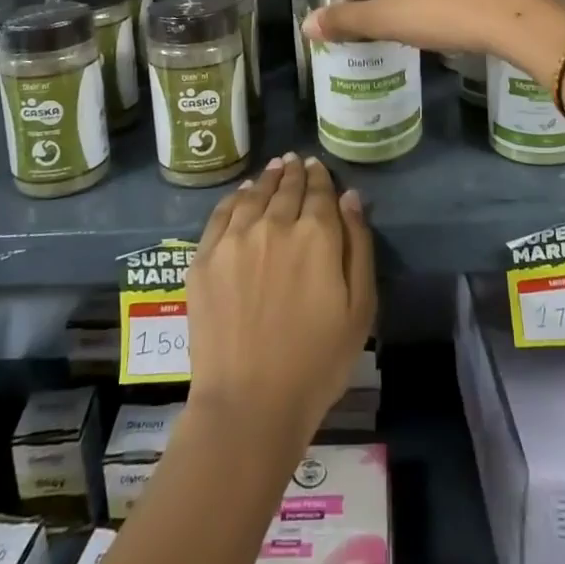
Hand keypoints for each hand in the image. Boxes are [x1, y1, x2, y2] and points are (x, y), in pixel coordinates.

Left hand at [186, 153, 375, 448]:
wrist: (249, 402)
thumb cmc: (317, 362)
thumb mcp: (359, 308)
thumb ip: (358, 246)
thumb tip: (350, 197)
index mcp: (316, 234)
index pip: (319, 191)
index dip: (320, 176)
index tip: (318, 166)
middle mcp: (275, 224)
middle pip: (286, 188)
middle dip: (294, 172)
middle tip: (296, 160)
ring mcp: (235, 239)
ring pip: (254, 194)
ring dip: (267, 178)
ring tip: (274, 168)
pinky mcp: (205, 258)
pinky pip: (221, 214)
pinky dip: (235, 197)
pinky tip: (242, 194)